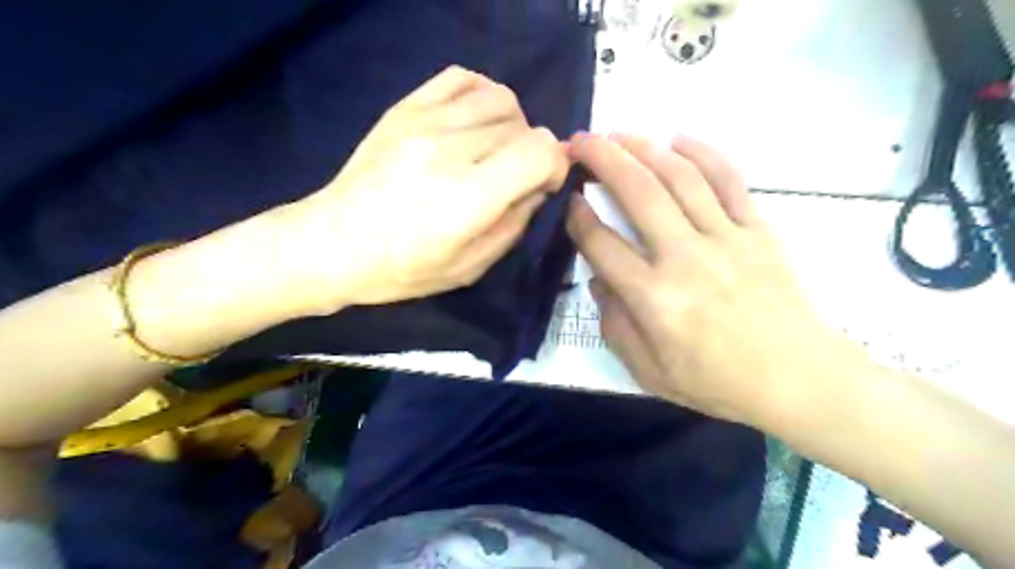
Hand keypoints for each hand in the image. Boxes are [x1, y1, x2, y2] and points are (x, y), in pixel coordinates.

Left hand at [277, 67, 568, 314]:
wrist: (333, 243)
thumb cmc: (403, 268)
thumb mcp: (471, 267)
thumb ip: (514, 224)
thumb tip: (537, 187)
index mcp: (470, 197)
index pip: (541, 151)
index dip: (554, 166)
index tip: (542, 185)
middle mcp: (452, 149)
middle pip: (524, 126)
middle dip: (531, 154)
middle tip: (512, 178)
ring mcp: (425, 121)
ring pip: (501, 99)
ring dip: (511, 126)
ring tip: (493, 151)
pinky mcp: (405, 108)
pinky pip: (463, 77)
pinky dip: (482, 95)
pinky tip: (474, 121)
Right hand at [564, 133, 862, 425]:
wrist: (798, 379)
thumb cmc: (717, 382)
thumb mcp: (648, 371)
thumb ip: (614, 324)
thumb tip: (599, 279)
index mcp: (654, 298)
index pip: (601, 244)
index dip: (577, 217)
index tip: (567, 198)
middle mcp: (685, 258)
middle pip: (637, 193)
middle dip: (602, 159)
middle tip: (579, 141)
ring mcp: (725, 238)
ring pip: (679, 177)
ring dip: (644, 148)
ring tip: (618, 134)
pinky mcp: (757, 230)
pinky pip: (728, 181)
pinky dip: (703, 153)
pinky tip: (679, 138)